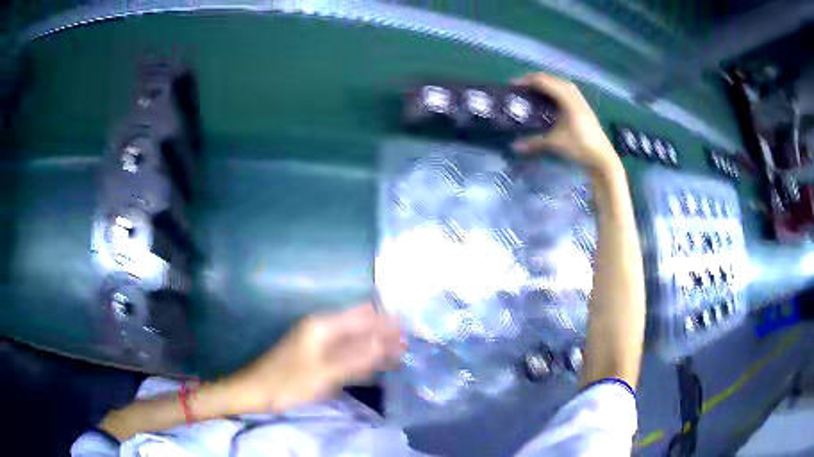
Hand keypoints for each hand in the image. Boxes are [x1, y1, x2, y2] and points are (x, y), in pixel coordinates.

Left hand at [226, 304, 403, 413]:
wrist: (256, 393)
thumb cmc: (288, 382)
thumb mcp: (325, 372)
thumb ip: (357, 357)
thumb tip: (389, 341)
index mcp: (323, 325)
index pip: (362, 315)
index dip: (385, 320)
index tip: (409, 328)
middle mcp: (322, 328)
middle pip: (359, 326)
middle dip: (383, 334)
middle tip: (408, 345)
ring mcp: (319, 343)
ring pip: (354, 340)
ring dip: (375, 347)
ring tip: (400, 356)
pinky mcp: (317, 357)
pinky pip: (345, 354)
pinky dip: (361, 359)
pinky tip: (375, 367)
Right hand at [511, 72, 620, 173]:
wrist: (603, 158)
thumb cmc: (580, 147)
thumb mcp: (555, 143)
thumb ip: (534, 142)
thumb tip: (514, 147)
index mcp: (567, 99)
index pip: (544, 81)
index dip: (527, 80)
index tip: (513, 85)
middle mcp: (575, 96)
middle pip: (553, 79)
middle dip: (536, 80)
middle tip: (522, 87)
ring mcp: (582, 101)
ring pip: (562, 84)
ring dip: (548, 84)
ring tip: (535, 91)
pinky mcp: (585, 108)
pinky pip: (568, 92)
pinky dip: (556, 90)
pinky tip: (552, 100)